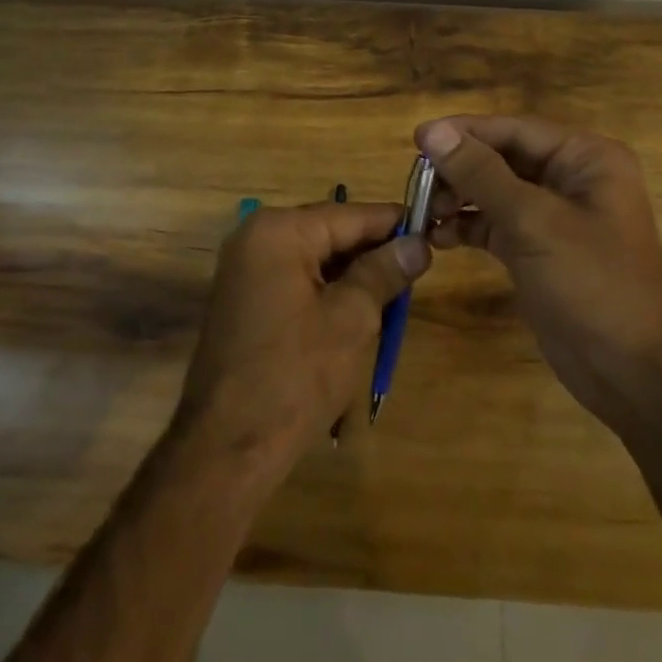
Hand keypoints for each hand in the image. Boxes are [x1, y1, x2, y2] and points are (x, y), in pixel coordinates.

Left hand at [177, 201, 430, 479]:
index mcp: (278, 231)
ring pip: (315, 258)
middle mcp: (256, 238)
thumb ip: (384, 272)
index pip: (349, 214)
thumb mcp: (350, 319)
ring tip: (397, 291)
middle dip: (374, 250)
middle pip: (330, 233)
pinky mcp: (245, 299)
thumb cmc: (294, 375)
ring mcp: (246, 269)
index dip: (393, 223)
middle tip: (421, 266)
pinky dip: (328, 290)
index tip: (433, 228)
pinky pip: (297, 279)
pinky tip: (360, 310)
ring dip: (353, 274)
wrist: (228, 446)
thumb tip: (418, 244)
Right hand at [416, 115, 661, 433]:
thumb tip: (431, 132)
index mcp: (584, 157)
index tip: (415, 140)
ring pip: (493, 192)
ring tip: (422, 213)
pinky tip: (438, 237)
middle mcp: (570, 179)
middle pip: (501, 158)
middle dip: (458, 169)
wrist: (637, 374)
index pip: (513, 130)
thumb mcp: (533, 221)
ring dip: (457, 198)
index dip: (463, 132)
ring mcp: (554, 217)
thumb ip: (480, 173)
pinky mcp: (537, 250)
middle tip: (415, 185)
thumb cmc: (594, 283)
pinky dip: (467, 226)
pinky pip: (494, 224)